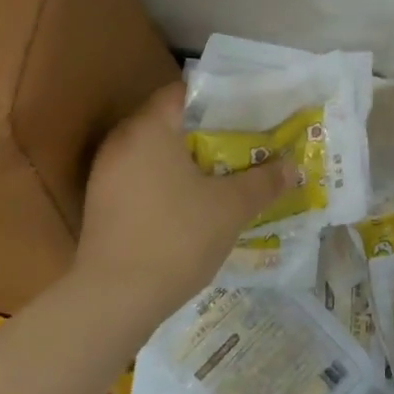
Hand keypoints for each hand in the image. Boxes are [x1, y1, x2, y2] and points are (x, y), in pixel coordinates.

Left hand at [74, 83, 291, 328]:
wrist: (114, 300)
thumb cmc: (177, 238)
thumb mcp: (231, 208)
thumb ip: (263, 181)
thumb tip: (292, 167)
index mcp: (150, 129)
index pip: (184, 92)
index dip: (219, 98)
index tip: (248, 110)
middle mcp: (122, 142)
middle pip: (170, 121)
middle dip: (208, 130)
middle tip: (245, 140)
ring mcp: (106, 175)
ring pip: (155, 152)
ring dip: (188, 158)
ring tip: (226, 171)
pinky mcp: (102, 204)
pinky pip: (142, 177)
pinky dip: (168, 181)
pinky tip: (195, 202)